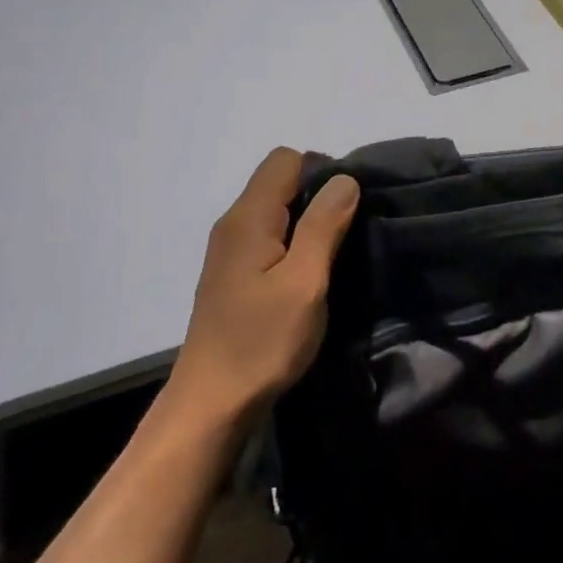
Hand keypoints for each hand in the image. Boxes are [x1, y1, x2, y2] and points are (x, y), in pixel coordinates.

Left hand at [168, 147, 359, 424]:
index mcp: (248, 218)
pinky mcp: (235, 275)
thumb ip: (323, 225)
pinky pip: (270, 238)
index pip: (286, 160)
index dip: (323, 171)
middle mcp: (233, 225)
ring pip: (277, 212)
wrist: (213, 402)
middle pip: (279, 182)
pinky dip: (295, 245)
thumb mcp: (304, 282)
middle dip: (319, 196)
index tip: (349, 208)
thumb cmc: (262, 341)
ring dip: (309, 223)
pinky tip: (310, 276)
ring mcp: (231, 251)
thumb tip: (344, 178)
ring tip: (336, 256)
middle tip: (350, 234)